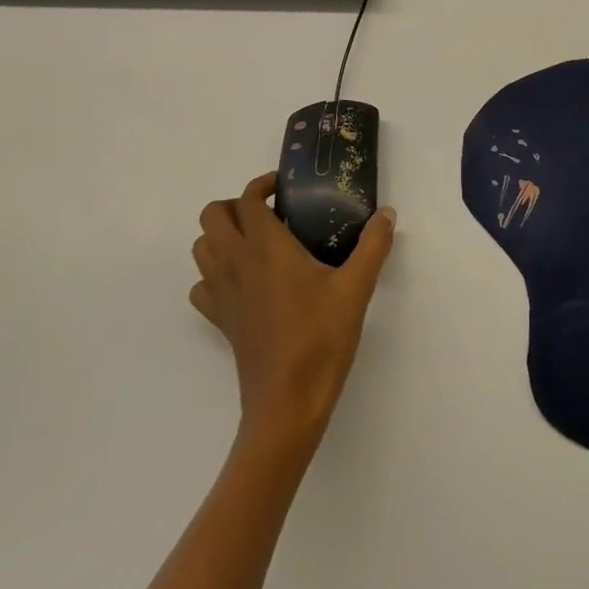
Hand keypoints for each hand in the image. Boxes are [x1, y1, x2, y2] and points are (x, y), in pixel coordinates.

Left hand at [190, 172, 396, 448]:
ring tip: (255, 241)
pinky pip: (202, 286)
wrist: (288, 403)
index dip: (261, 185)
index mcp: (266, 247)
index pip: (246, 200)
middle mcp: (236, 263)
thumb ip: (373, 245)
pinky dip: (214, 274)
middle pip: (212, 217)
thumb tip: (387, 213)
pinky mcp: (220, 321)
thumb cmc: (321, 338)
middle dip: (234, 205)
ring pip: (201, 248)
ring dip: (221, 235)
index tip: (284, 187)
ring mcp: (222, 294)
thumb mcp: (356, 288)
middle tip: (269, 212)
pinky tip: (243, 282)